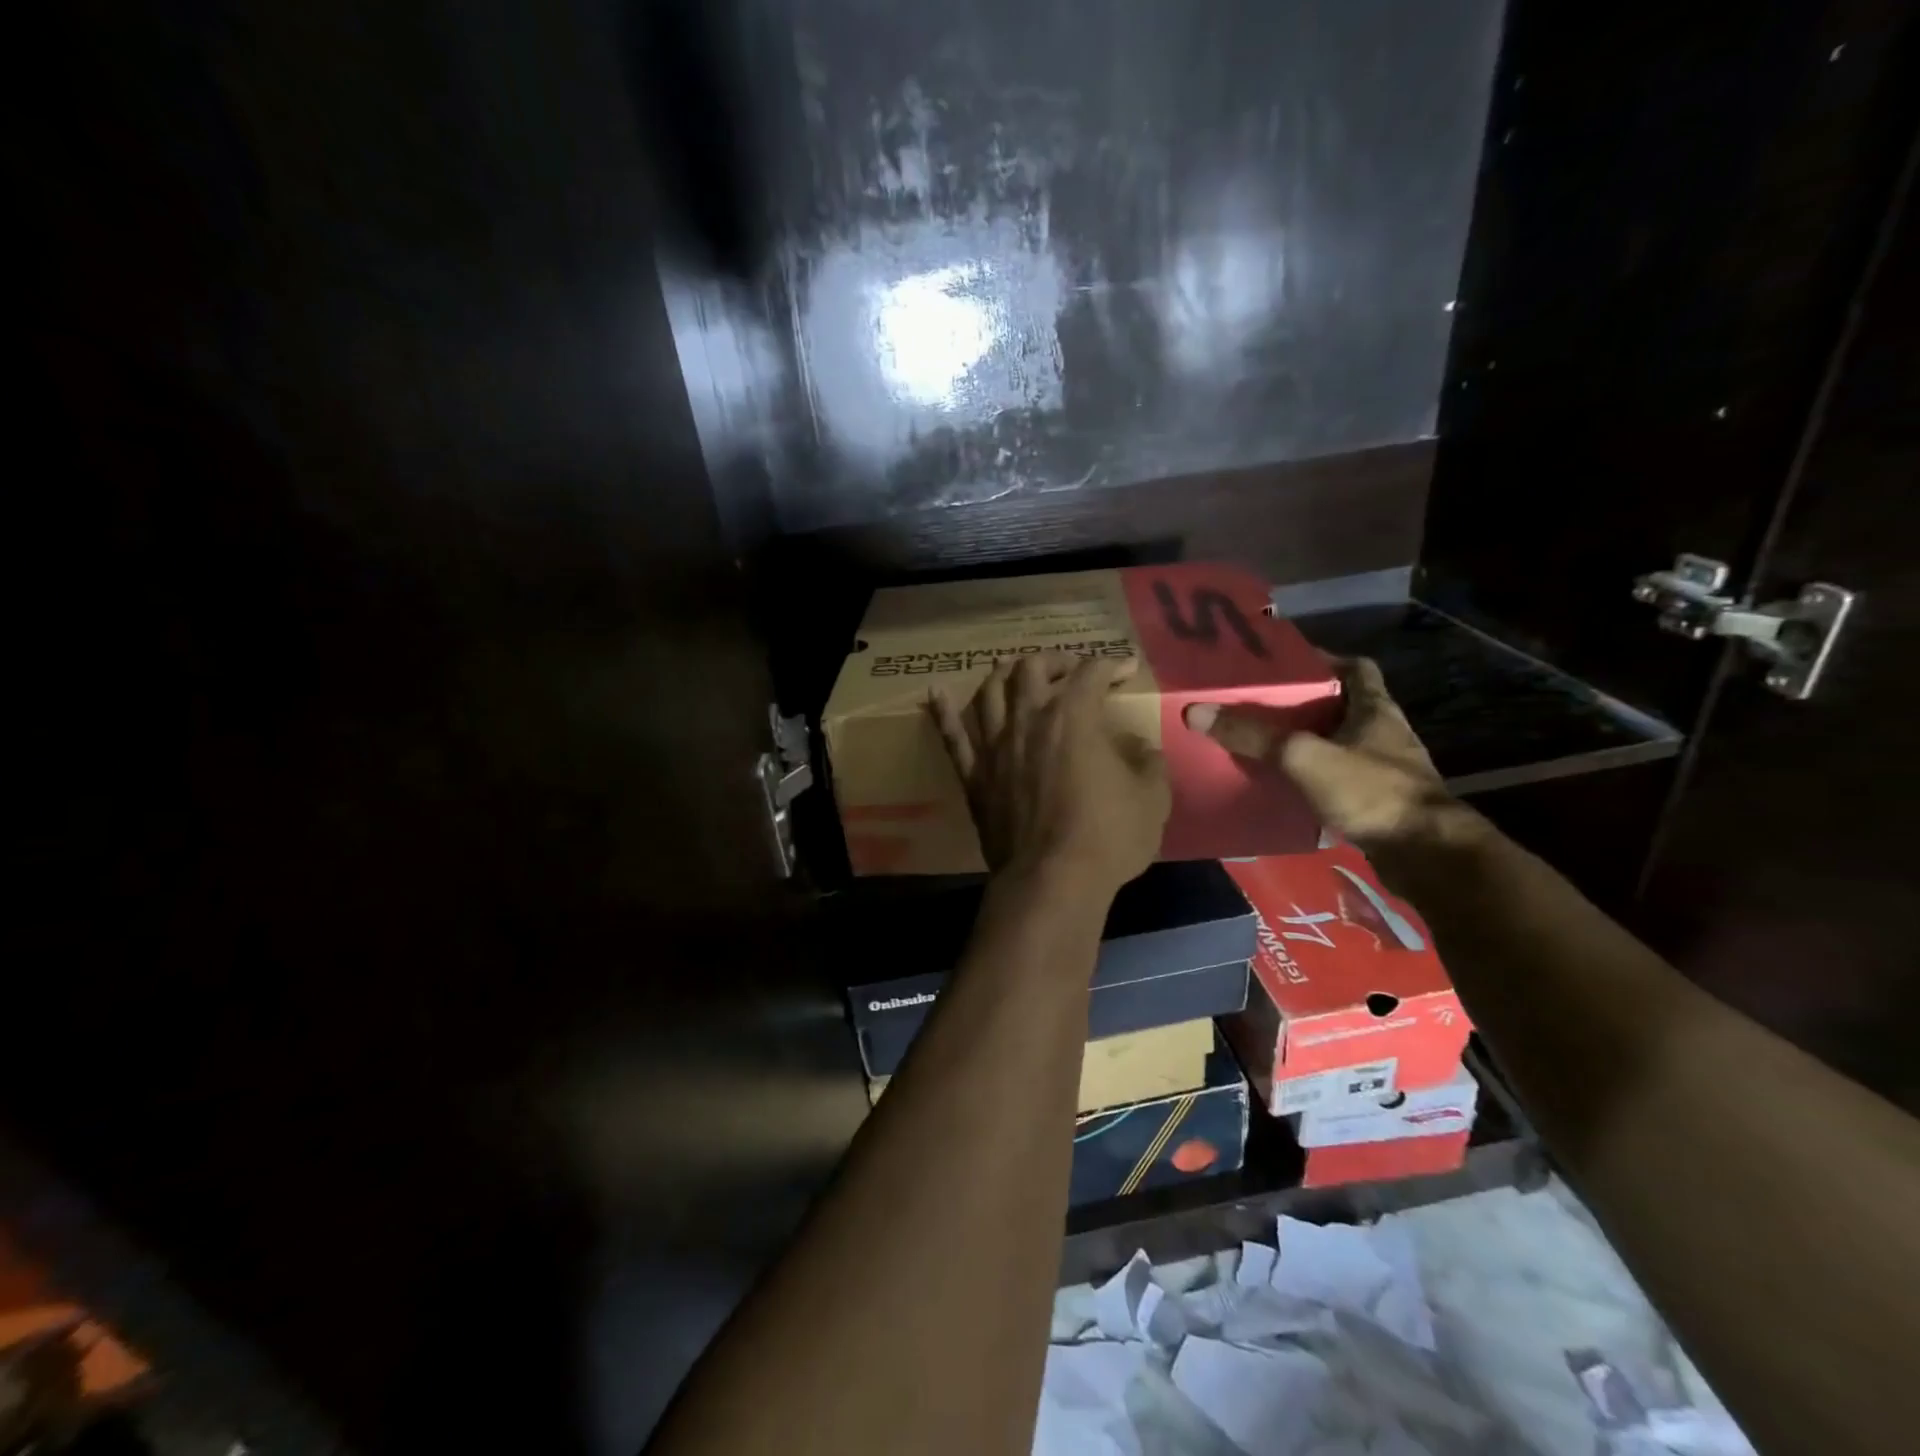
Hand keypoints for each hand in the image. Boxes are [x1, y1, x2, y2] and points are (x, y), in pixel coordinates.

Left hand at [931, 652, 1170, 892]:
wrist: (1051, 880)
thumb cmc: (1107, 838)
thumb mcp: (1151, 798)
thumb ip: (1147, 763)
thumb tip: (1138, 748)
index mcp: (1073, 717)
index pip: (1091, 673)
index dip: (1111, 664)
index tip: (1124, 670)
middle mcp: (1028, 720)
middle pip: (1031, 669)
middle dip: (1054, 661)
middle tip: (1069, 672)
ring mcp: (994, 747)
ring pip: (988, 692)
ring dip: (1003, 675)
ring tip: (1014, 672)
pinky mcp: (974, 776)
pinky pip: (953, 737)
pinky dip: (943, 711)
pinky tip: (935, 693)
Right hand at [1183, 657, 1456, 850]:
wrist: (1426, 855)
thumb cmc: (1371, 791)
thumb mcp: (1304, 757)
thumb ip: (1253, 736)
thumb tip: (1196, 712)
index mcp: (1375, 709)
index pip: (1356, 668)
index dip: (1324, 659)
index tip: (1287, 663)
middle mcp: (1383, 734)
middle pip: (1342, 706)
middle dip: (1304, 704)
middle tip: (1261, 704)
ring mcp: (1384, 770)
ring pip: (1339, 744)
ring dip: (1308, 742)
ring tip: (1265, 743)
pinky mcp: (1378, 803)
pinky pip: (1338, 779)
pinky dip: (1313, 778)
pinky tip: (1285, 786)